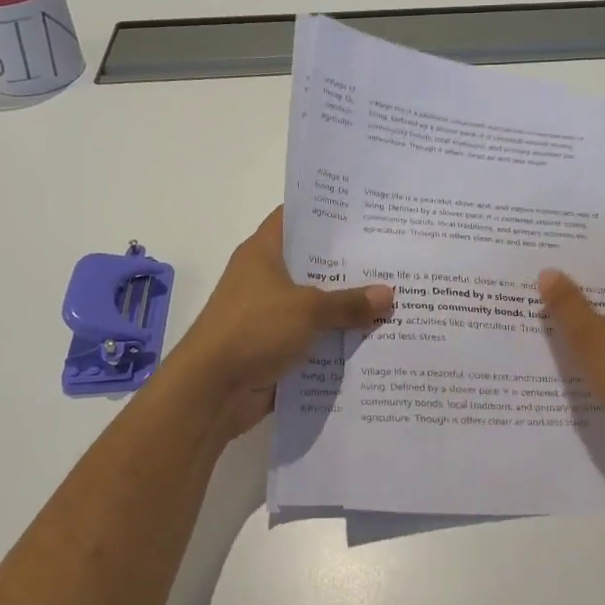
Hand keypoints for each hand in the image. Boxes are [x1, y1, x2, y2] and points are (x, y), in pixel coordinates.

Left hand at [170, 207, 393, 438]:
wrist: (210, 391)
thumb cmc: (253, 330)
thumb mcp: (307, 310)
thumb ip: (348, 302)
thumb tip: (389, 294)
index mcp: (263, 252)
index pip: (296, 217)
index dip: (327, 212)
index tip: (364, 212)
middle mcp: (265, 278)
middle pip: (313, 263)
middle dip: (349, 264)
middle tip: (392, 256)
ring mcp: (269, 314)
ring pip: (316, 304)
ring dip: (346, 307)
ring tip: (394, 298)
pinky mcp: (275, 347)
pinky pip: (313, 338)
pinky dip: (336, 340)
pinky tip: (373, 339)